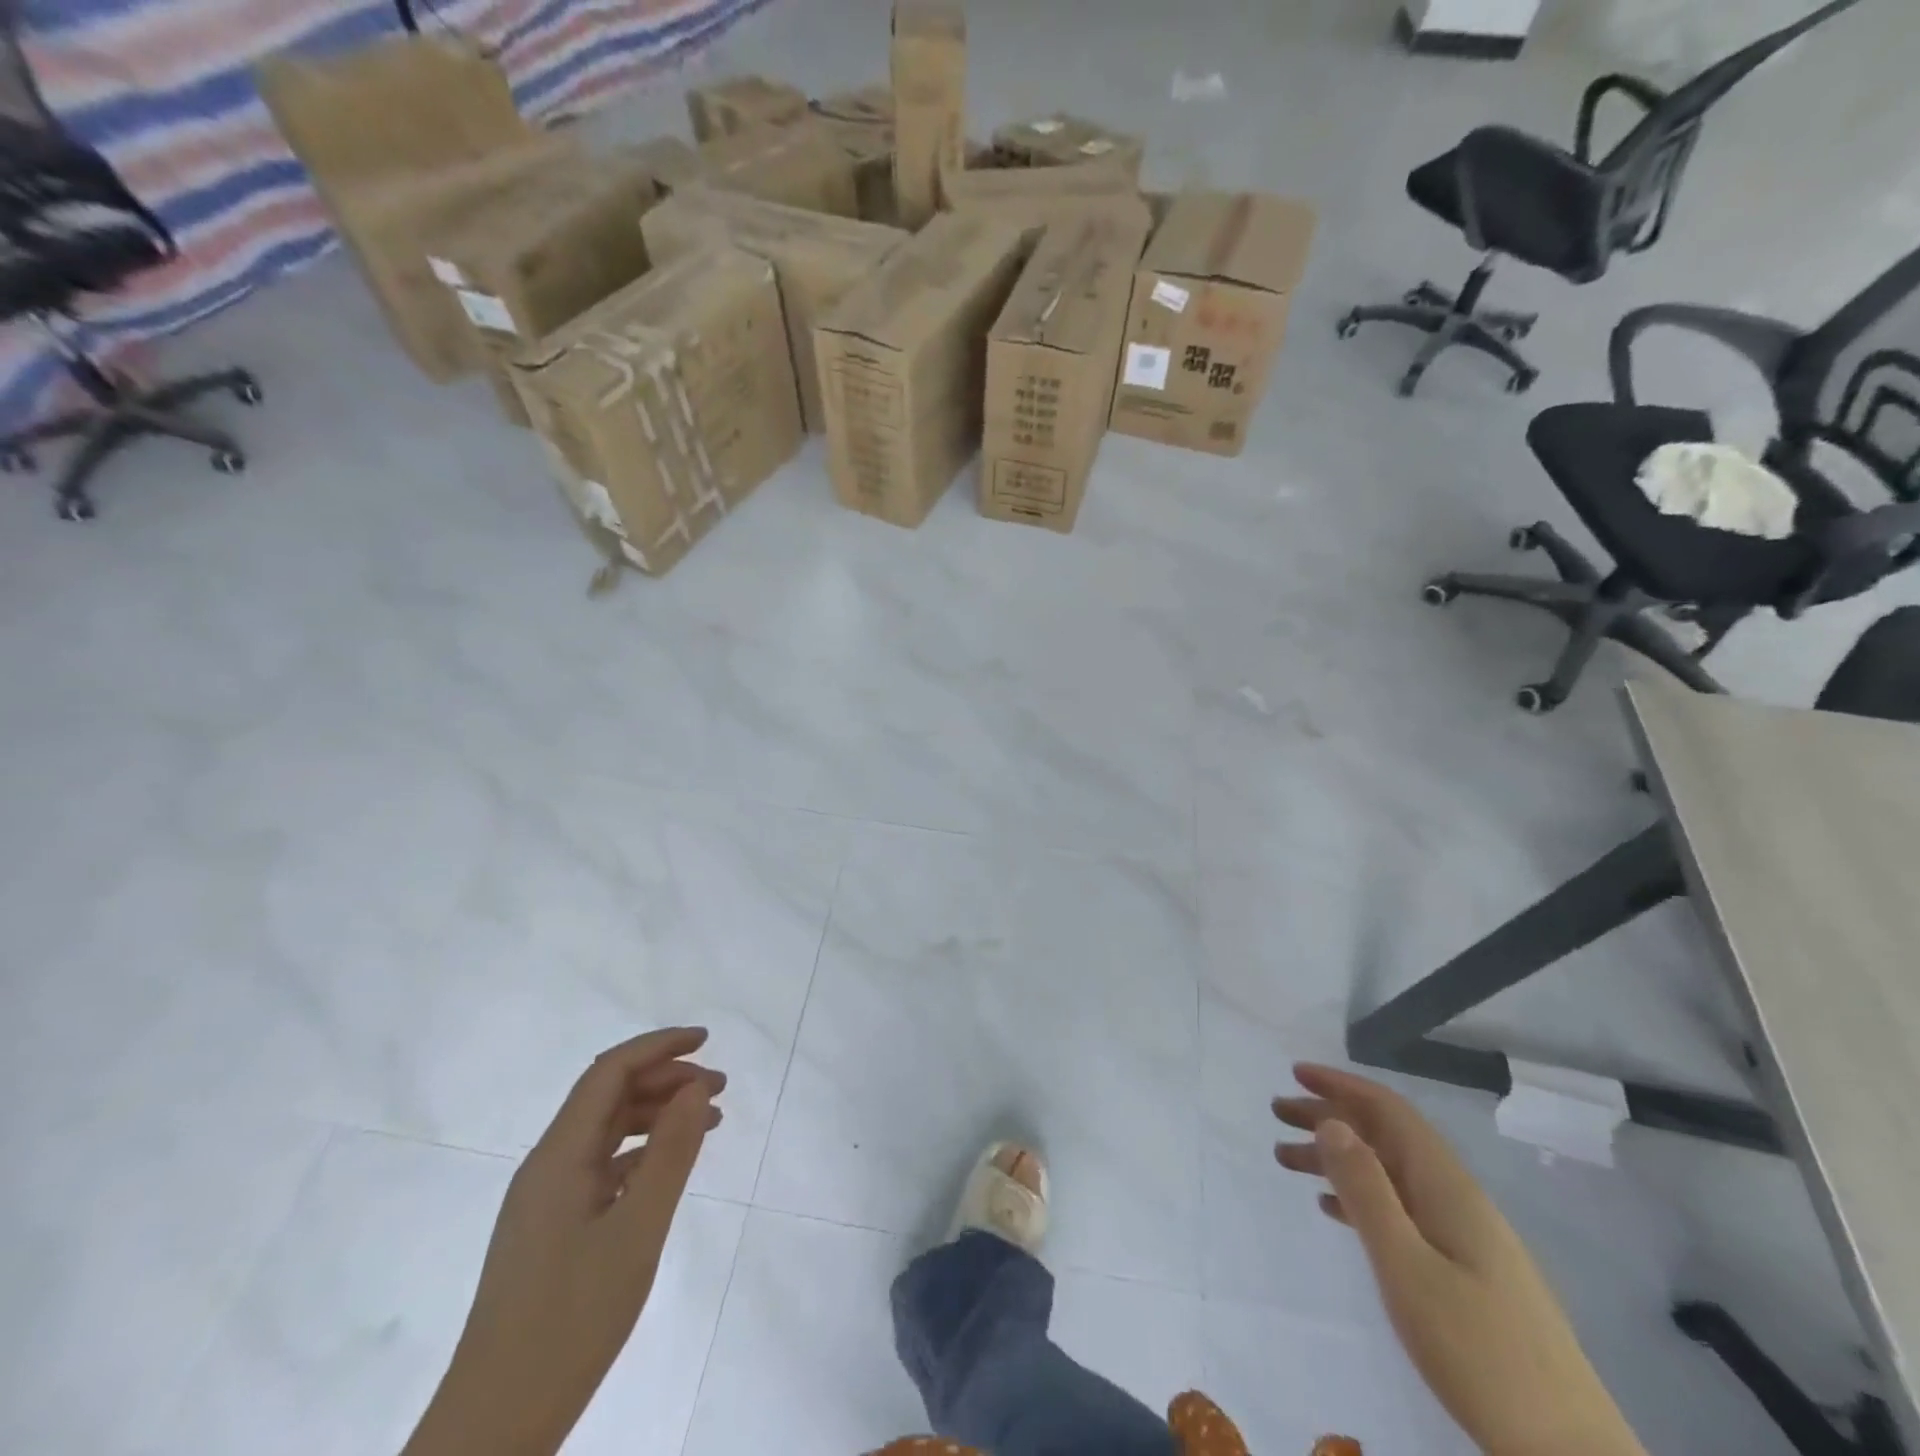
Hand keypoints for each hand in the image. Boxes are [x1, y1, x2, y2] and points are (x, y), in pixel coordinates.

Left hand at [404, 1028, 724, 1455]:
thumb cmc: (570, 1321)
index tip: (708, 1041)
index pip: (609, 1072)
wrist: (495, 1425)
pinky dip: (642, 1152)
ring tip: (709, 1122)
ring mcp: (546, 1199)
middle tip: (720, 1089)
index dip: (659, 1046)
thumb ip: (670, 1153)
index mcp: (558, 1156)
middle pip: (608, 1096)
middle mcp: (547, 1166)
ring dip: (656, 1114)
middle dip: (666, 1079)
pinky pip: (602, 1167)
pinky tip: (670, 1168)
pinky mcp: (551, 1229)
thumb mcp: (636, 1231)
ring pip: (606, 1131)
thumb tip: (696, 1085)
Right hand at [1274, 1064, 1644, 1455]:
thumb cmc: (1478, 1352)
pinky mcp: (1467, 1274)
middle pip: (1386, 1137)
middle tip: (1276, 1113)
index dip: (1341, 1085)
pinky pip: (1401, 1210)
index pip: (1390, 1111)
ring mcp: (1466, 1238)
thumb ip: (1366, 1190)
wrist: (1569, 1453)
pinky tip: (1332, 1210)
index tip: (1295, 1071)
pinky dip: (1360, 1197)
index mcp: (1447, 1188)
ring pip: (1389, 1174)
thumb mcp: (1407, 1266)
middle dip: (1329, 1116)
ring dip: (1338, 1159)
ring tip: (1286, 1159)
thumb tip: (1331, 1122)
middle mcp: (1457, 1200)